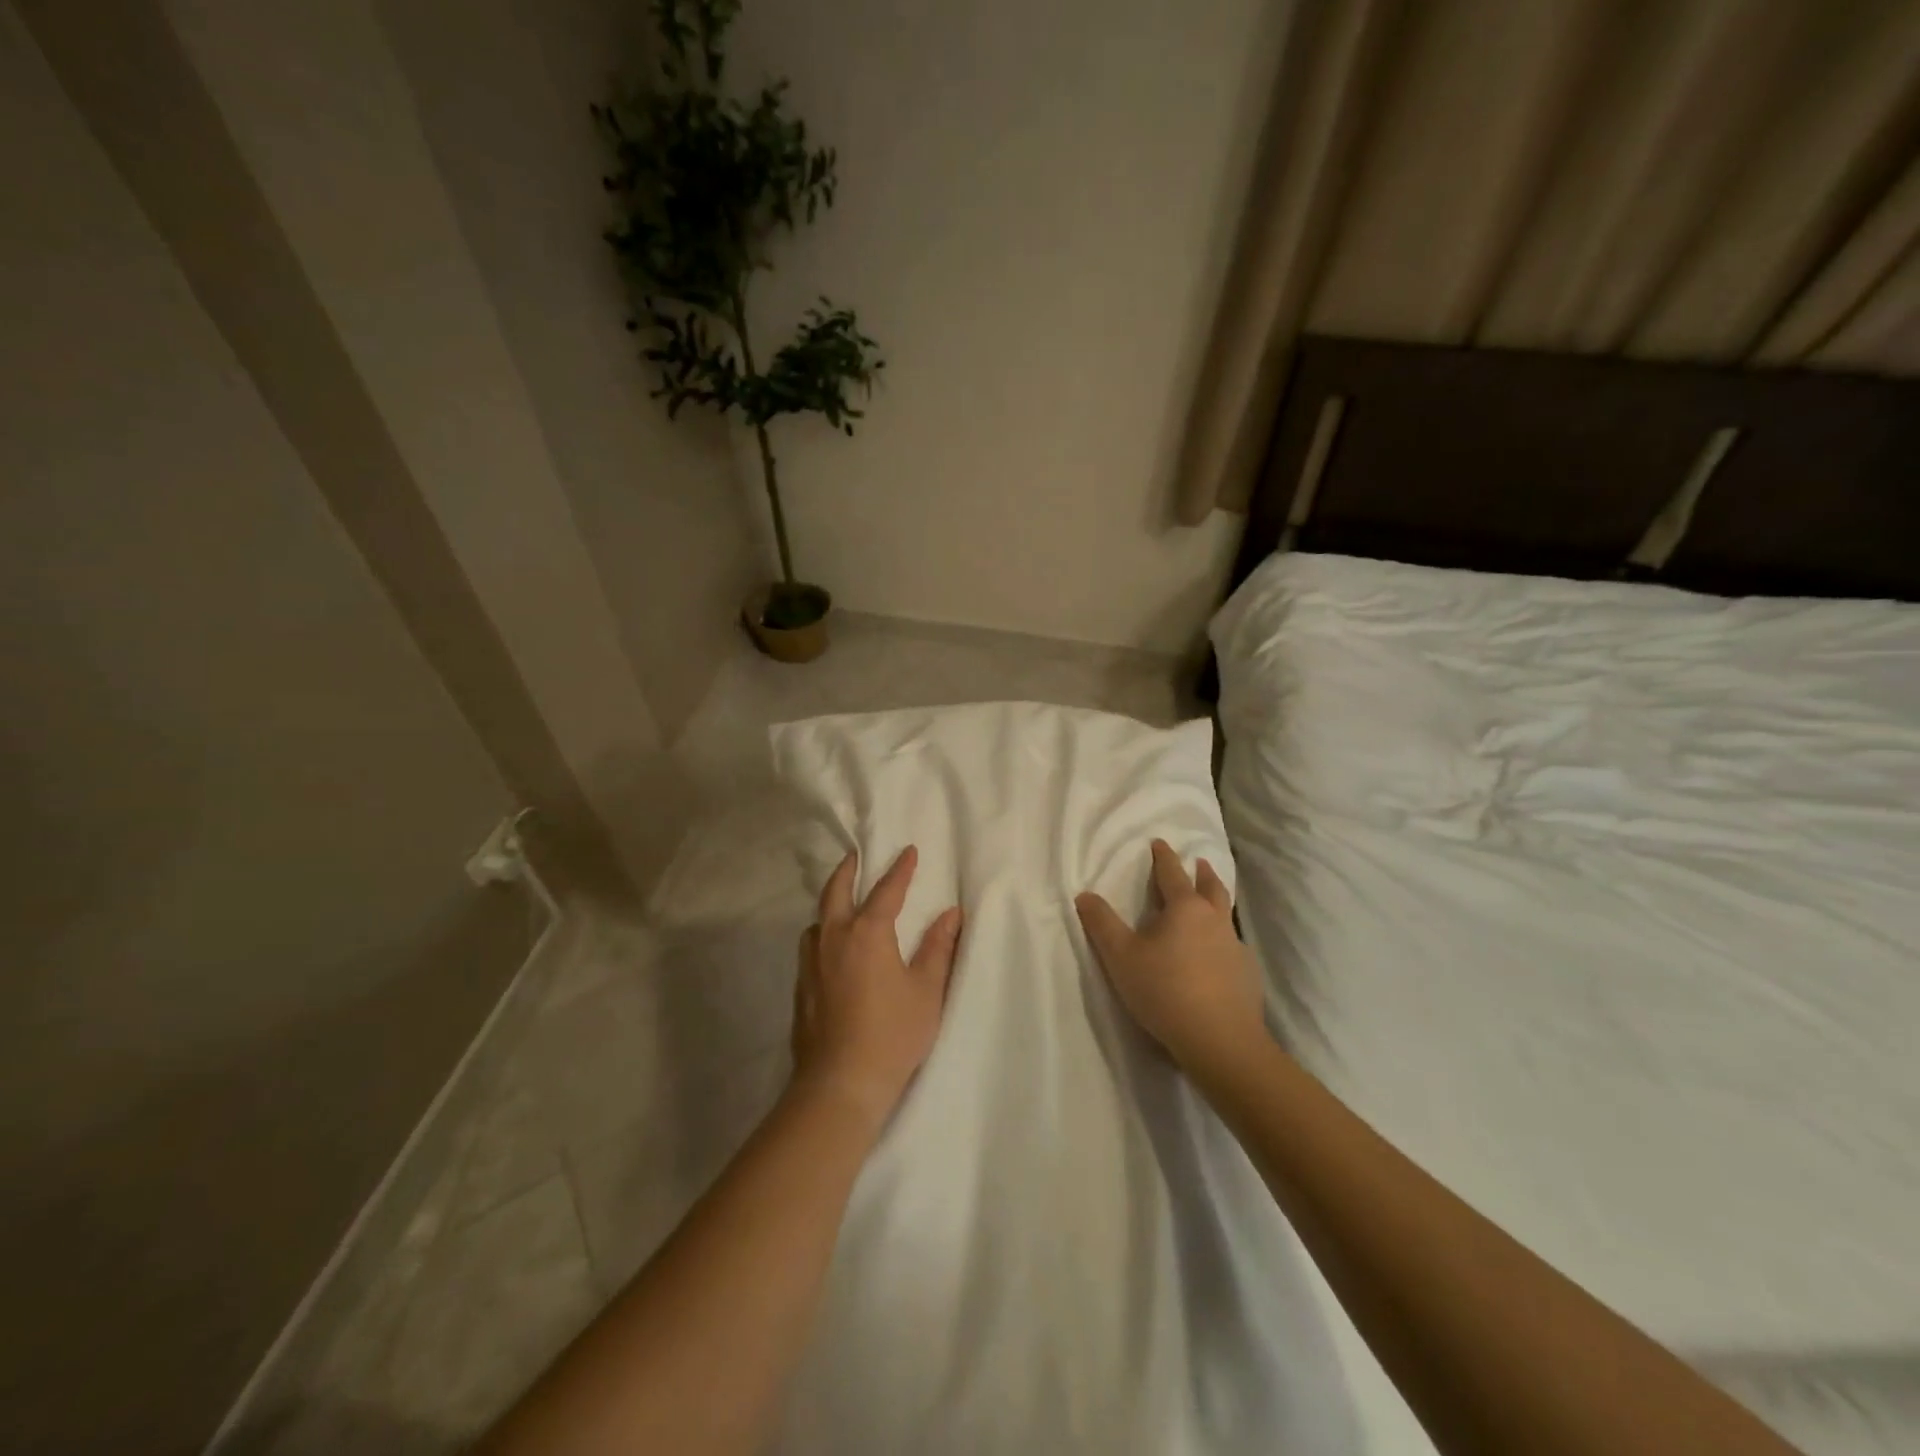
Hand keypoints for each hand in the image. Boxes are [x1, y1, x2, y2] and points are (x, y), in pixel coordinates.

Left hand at [791, 846, 962, 1125]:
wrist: (840, 1083)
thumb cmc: (893, 1034)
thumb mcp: (927, 990)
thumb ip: (938, 947)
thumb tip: (951, 913)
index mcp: (867, 933)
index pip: (886, 890)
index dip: (899, 870)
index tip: (908, 851)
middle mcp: (834, 938)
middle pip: (836, 892)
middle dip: (848, 870)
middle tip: (855, 856)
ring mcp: (812, 962)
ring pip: (817, 919)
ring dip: (830, 903)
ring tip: (842, 902)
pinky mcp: (801, 986)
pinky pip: (811, 945)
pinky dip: (822, 932)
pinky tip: (831, 948)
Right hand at [1076, 839, 1267, 1073]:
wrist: (1220, 1040)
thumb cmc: (1164, 991)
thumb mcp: (1120, 957)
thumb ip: (1101, 924)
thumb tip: (1084, 894)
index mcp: (1184, 909)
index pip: (1172, 874)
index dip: (1164, 857)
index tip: (1160, 843)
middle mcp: (1214, 920)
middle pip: (1210, 887)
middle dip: (1201, 873)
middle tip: (1199, 862)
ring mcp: (1235, 947)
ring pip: (1226, 915)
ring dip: (1217, 901)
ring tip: (1211, 902)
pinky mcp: (1247, 974)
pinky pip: (1234, 946)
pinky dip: (1224, 940)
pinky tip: (1218, 954)